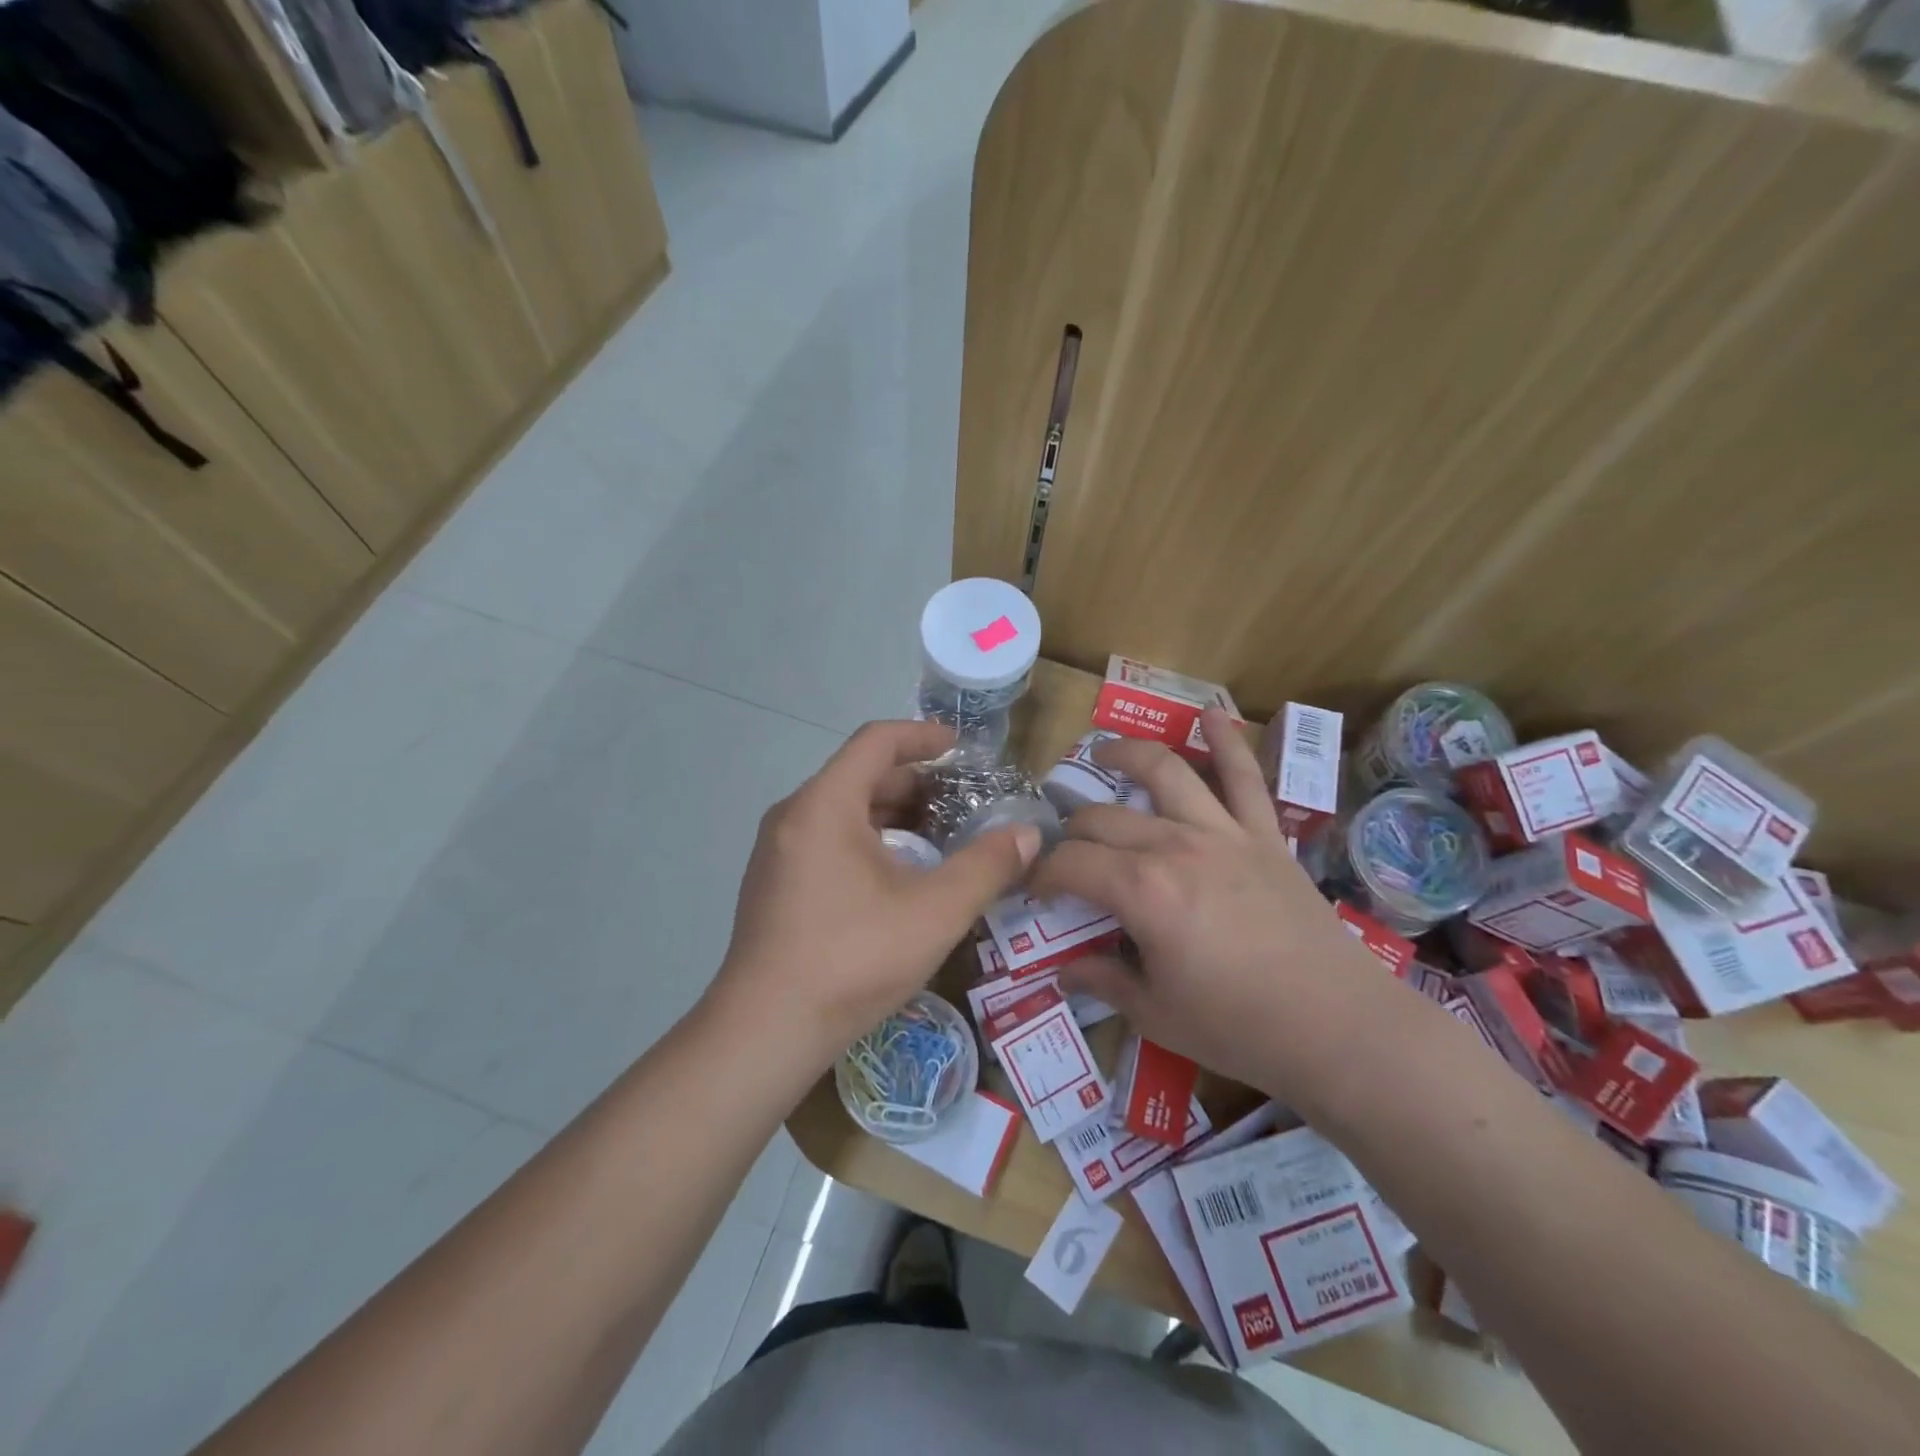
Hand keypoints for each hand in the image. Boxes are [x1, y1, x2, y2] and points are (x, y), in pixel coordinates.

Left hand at [709, 720, 1040, 1067]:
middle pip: (860, 774)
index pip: (877, 741)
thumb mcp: (934, 911)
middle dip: (916, 782)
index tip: (962, 749)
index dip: (923, 736)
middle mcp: (793, 815)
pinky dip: (868, 838)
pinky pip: (827, 838)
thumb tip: (1028, 835)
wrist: (766, 1031)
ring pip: (843, 809)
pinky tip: (898, 875)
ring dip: (893, 814)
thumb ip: (986, 867)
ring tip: (940, 836)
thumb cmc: (852, 959)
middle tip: (964, 803)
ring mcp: (777, 850)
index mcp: (824, 804)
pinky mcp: (774, 882)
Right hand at [1030, 708, 1395, 1105]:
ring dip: (1128, 754)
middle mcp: (1175, 846)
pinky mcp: (1264, 836)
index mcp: (1141, 891)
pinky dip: (1228, 741)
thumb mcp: (1156, 1014)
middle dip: (1072, 830)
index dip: (1042, 875)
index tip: (1035, 891)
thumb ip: (1105, 981)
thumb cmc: (1239, 1027)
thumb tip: (1066, 971)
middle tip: (1065, 850)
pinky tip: (1210, 715)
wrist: (1339, 1028)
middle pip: (1104, 818)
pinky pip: (1245, 778)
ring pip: (1166, 772)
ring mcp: (1223, 833)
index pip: (1071, 864)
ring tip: (1104, 751)